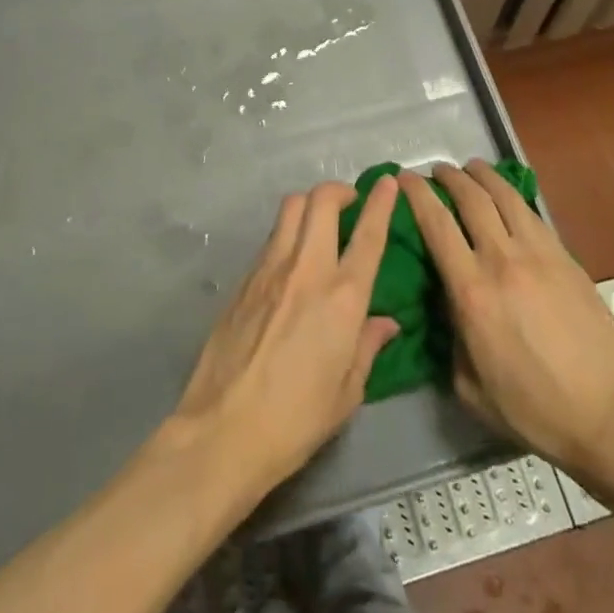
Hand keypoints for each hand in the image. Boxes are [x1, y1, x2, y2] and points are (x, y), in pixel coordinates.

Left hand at [171, 178, 400, 496]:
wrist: (224, 430)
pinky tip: (290, 261)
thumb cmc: (297, 419)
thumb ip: (367, 346)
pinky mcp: (243, 280)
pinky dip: (287, 235)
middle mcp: (306, 270)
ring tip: (319, 223)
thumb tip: (385, 322)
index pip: (368, 235)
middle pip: (321, 201)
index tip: (388, 182)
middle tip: (349, 202)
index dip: (381, 202)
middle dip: (339, 190)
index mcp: (342, 298)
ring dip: (310, 205)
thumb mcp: (348, 392)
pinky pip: (270, 240)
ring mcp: (269, 270)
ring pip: (290, 210)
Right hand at [399, 160, 613, 476]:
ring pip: (506, 197)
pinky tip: (509, 198)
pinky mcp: (567, 259)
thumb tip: (450, 307)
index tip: (404, 178)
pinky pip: (534, 215)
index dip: (417, 195)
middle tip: (437, 170)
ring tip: (472, 168)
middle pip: (472, 199)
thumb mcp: (471, 387)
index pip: (436, 225)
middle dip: (450, 177)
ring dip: (484, 176)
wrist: (611, 416)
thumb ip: (452, 339)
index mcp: (471, 292)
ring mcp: (540, 255)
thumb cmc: (535, 411)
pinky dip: (514, 198)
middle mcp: (502, 260)